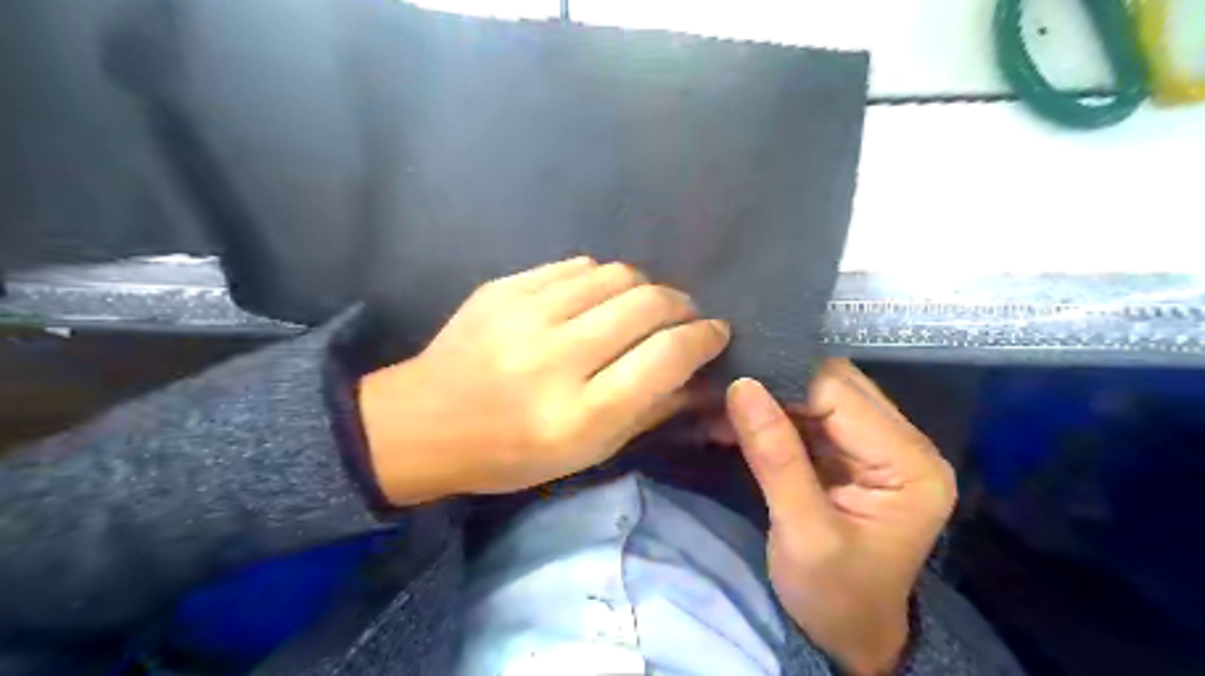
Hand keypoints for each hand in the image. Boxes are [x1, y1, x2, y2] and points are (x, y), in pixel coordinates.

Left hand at [356, 257, 733, 503]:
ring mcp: (525, 314)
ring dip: (643, 288)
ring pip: (616, 275)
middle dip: (681, 306)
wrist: (422, 423)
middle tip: (682, 318)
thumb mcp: (587, 452)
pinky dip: (601, 279)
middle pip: (648, 303)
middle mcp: (555, 357)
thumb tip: (699, 377)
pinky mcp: (504, 287)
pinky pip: (576, 265)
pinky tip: (595, 298)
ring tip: (640, 307)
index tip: (715, 333)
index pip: (666, 356)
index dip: (703, 338)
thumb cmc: (510, 453)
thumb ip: (649, 411)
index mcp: (579, 413)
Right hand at [719, 363, 954, 672]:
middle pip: (835, 385)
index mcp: (909, 465)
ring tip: (725, 404)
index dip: (785, 384)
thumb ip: (775, 457)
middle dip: (777, 385)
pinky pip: (813, 415)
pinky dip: (775, 414)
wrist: (850, 635)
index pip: (841, 396)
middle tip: (723, 391)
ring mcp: (881, 445)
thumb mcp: (802, 533)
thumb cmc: (833, 596)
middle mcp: (905, 444)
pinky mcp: (855, 452)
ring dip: (772, 397)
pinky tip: (741, 420)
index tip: (731, 384)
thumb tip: (742, 386)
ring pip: (821, 394)